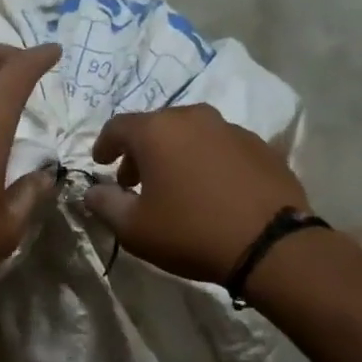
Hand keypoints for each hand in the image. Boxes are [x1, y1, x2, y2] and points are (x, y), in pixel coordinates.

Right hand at [85, 104, 309, 284]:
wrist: (269, 244)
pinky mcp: (261, 146)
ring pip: (191, 134)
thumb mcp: (134, 228)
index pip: (117, 127)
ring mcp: (231, 129)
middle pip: (156, 126)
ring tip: (174, 186)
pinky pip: (221, 147)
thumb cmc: (190, 232)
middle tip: (134, 181)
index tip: (100, 163)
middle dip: (140, 151)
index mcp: (157, 131)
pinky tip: (210, 190)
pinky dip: (206, 161)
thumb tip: (93, 192)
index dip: (104, 145)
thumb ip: (105, 204)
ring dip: (175, 154)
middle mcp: (194, 118)